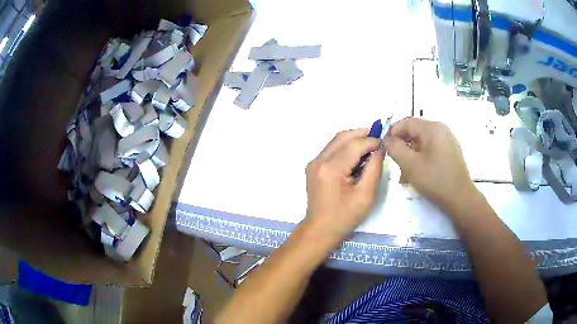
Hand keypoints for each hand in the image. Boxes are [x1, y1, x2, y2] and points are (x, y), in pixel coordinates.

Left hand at [304, 129, 384, 242]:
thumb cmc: (345, 217)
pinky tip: (356, 156)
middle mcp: (319, 161)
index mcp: (331, 169)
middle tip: (378, 139)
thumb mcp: (365, 195)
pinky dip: (345, 147)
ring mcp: (313, 163)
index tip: (384, 143)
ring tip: (369, 146)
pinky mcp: (313, 167)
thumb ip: (374, 168)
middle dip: (362, 134)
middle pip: (343, 137)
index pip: (354, 144)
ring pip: (336, 141)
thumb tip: (380, 149)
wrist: (320, 230)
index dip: (371, 141)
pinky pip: (331, 149)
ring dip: (353, 139)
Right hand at [384, 118, 477, 212]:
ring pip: (422, 140)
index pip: (405, 122)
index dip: (392, 133)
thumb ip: (395, 148)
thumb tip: (387, 139)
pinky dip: (421, 156)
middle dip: (402, 144)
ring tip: (406, 171)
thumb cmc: (435, 180)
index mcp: (432, 128)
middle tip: (395, 161)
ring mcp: (447, 139)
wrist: (460, 198)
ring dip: (411, 152)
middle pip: (414, 130)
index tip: (384, 148)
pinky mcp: (450, 150)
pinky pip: (431, 147)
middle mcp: (441, 129)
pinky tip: (419, 171)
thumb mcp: (410, 164)